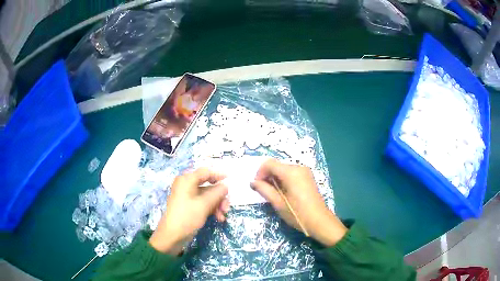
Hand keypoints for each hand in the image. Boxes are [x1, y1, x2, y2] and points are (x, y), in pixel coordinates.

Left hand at [149, 168, 229, 254]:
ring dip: (217, 205)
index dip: (218, 175)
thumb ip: (217, 193)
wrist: (172, 236)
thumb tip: (225, 186)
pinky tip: (218, 218)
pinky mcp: (188, 207)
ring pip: (207, 196)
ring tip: (223, 216)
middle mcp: (186, 186)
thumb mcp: (204, 204)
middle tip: (227, 206)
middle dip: (219, 196)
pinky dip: (211, 209)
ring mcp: (187, 197)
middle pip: (208, 185)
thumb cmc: (187, 217)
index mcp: (187, 180)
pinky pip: (203, 203)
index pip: (205, 172)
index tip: (230, 179)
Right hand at [251, 159, 346, 246]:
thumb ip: (264, 190)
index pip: (269, 164)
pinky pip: (291, 173)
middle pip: (277, 165)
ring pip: (283, 169)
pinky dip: (283, 179)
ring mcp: (305, 171)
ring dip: (275, 178)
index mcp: (291, 172)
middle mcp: (298, 167)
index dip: (259, 173)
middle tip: (264, 191)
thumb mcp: (278, 203)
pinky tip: (284, 192)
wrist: (319, 221)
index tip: (257, 186)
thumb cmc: (298, 213)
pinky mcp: (308, 177)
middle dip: (267, 176)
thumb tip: (252, 182)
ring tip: (274, 194)